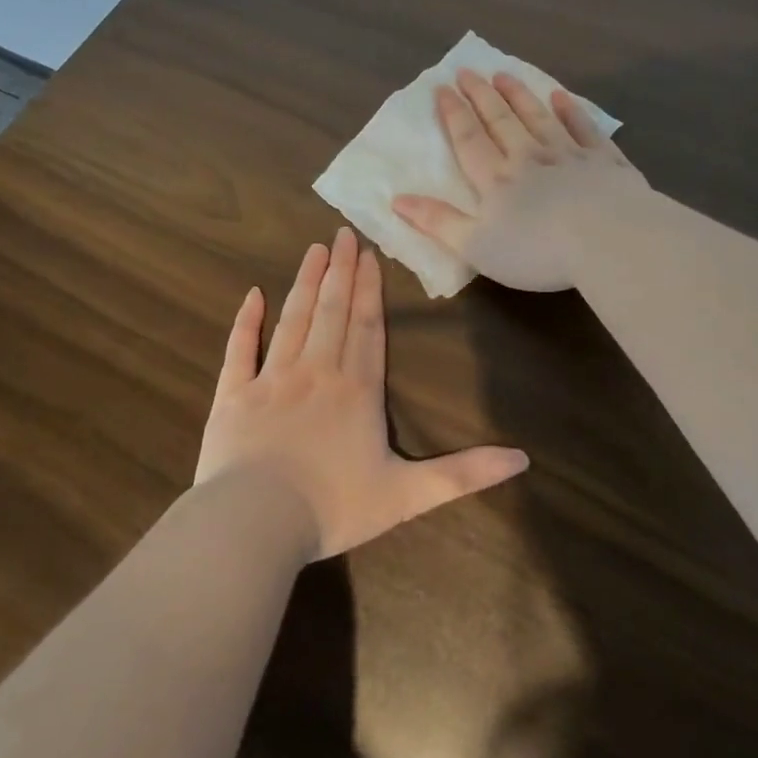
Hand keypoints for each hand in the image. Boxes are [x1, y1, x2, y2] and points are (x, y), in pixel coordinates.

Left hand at [194, 227, 529, 559]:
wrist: (255, 524)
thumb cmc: (333, 508)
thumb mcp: (408, 495)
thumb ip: (463, 474)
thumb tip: (523, 460)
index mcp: (357, 390)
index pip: (368, 328)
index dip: (369, 290)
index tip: (369, 255)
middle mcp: (316, 372)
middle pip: (332, 312)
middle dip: (340, 271)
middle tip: (342, 233)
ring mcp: (271, 379)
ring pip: (293, 319)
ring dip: (305, 283)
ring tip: (314, 250)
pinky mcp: (234, 395)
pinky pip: (241, 349)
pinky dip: (246, 320)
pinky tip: (252, 295)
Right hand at [393, 70, 647, 291]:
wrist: (608, 241)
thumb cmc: (537, 251)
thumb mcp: (476, 246)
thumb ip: (438, 223)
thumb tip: (397, 200)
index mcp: (497, 180)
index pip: (469, 140)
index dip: (453, 114)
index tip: (442, 89)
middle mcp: (529, 158)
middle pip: (501, 120)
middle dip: (482, 95)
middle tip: (468, 71)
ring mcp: (570, 155)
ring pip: (539, 117)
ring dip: (520, 95)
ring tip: (505, 75)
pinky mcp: (605, 162)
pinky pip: (584, 129)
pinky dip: (571, 111)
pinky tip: (562, 98)